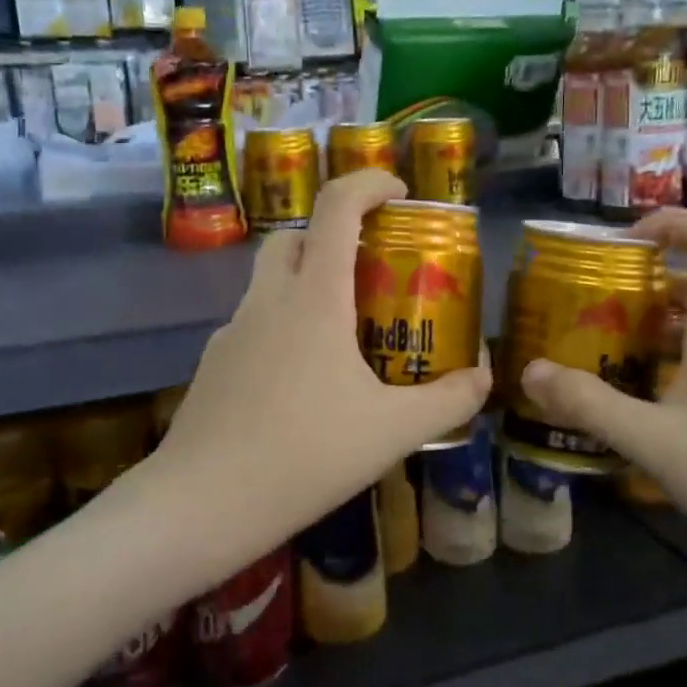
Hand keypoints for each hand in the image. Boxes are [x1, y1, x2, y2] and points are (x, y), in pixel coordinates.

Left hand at [155, 170, 490, 556]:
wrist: (202, 503)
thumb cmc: (306, 454)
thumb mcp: (392, 431)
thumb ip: (447, 401)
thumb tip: (483, 378)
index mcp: (313, 298)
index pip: (335, 207)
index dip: (369, 183)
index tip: (400, 193)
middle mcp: (268, 300)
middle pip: (294, 237)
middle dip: (333, 237)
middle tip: (371, 272)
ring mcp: (233, 330)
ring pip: (271, 282)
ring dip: (307, 285)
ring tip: (344, 336)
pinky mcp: (214, 362)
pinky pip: (256, 324)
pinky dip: (284, 328)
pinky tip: (303, 384)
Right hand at [516, 208, 686, 588]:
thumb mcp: (654, 441)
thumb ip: (590, 404)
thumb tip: (530, 370)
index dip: (673, 223)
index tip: (623, 241)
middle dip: (641, 280)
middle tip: (590, 301)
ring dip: (647, 325)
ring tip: (598, 345)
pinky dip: (661, 363)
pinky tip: (631, 398)